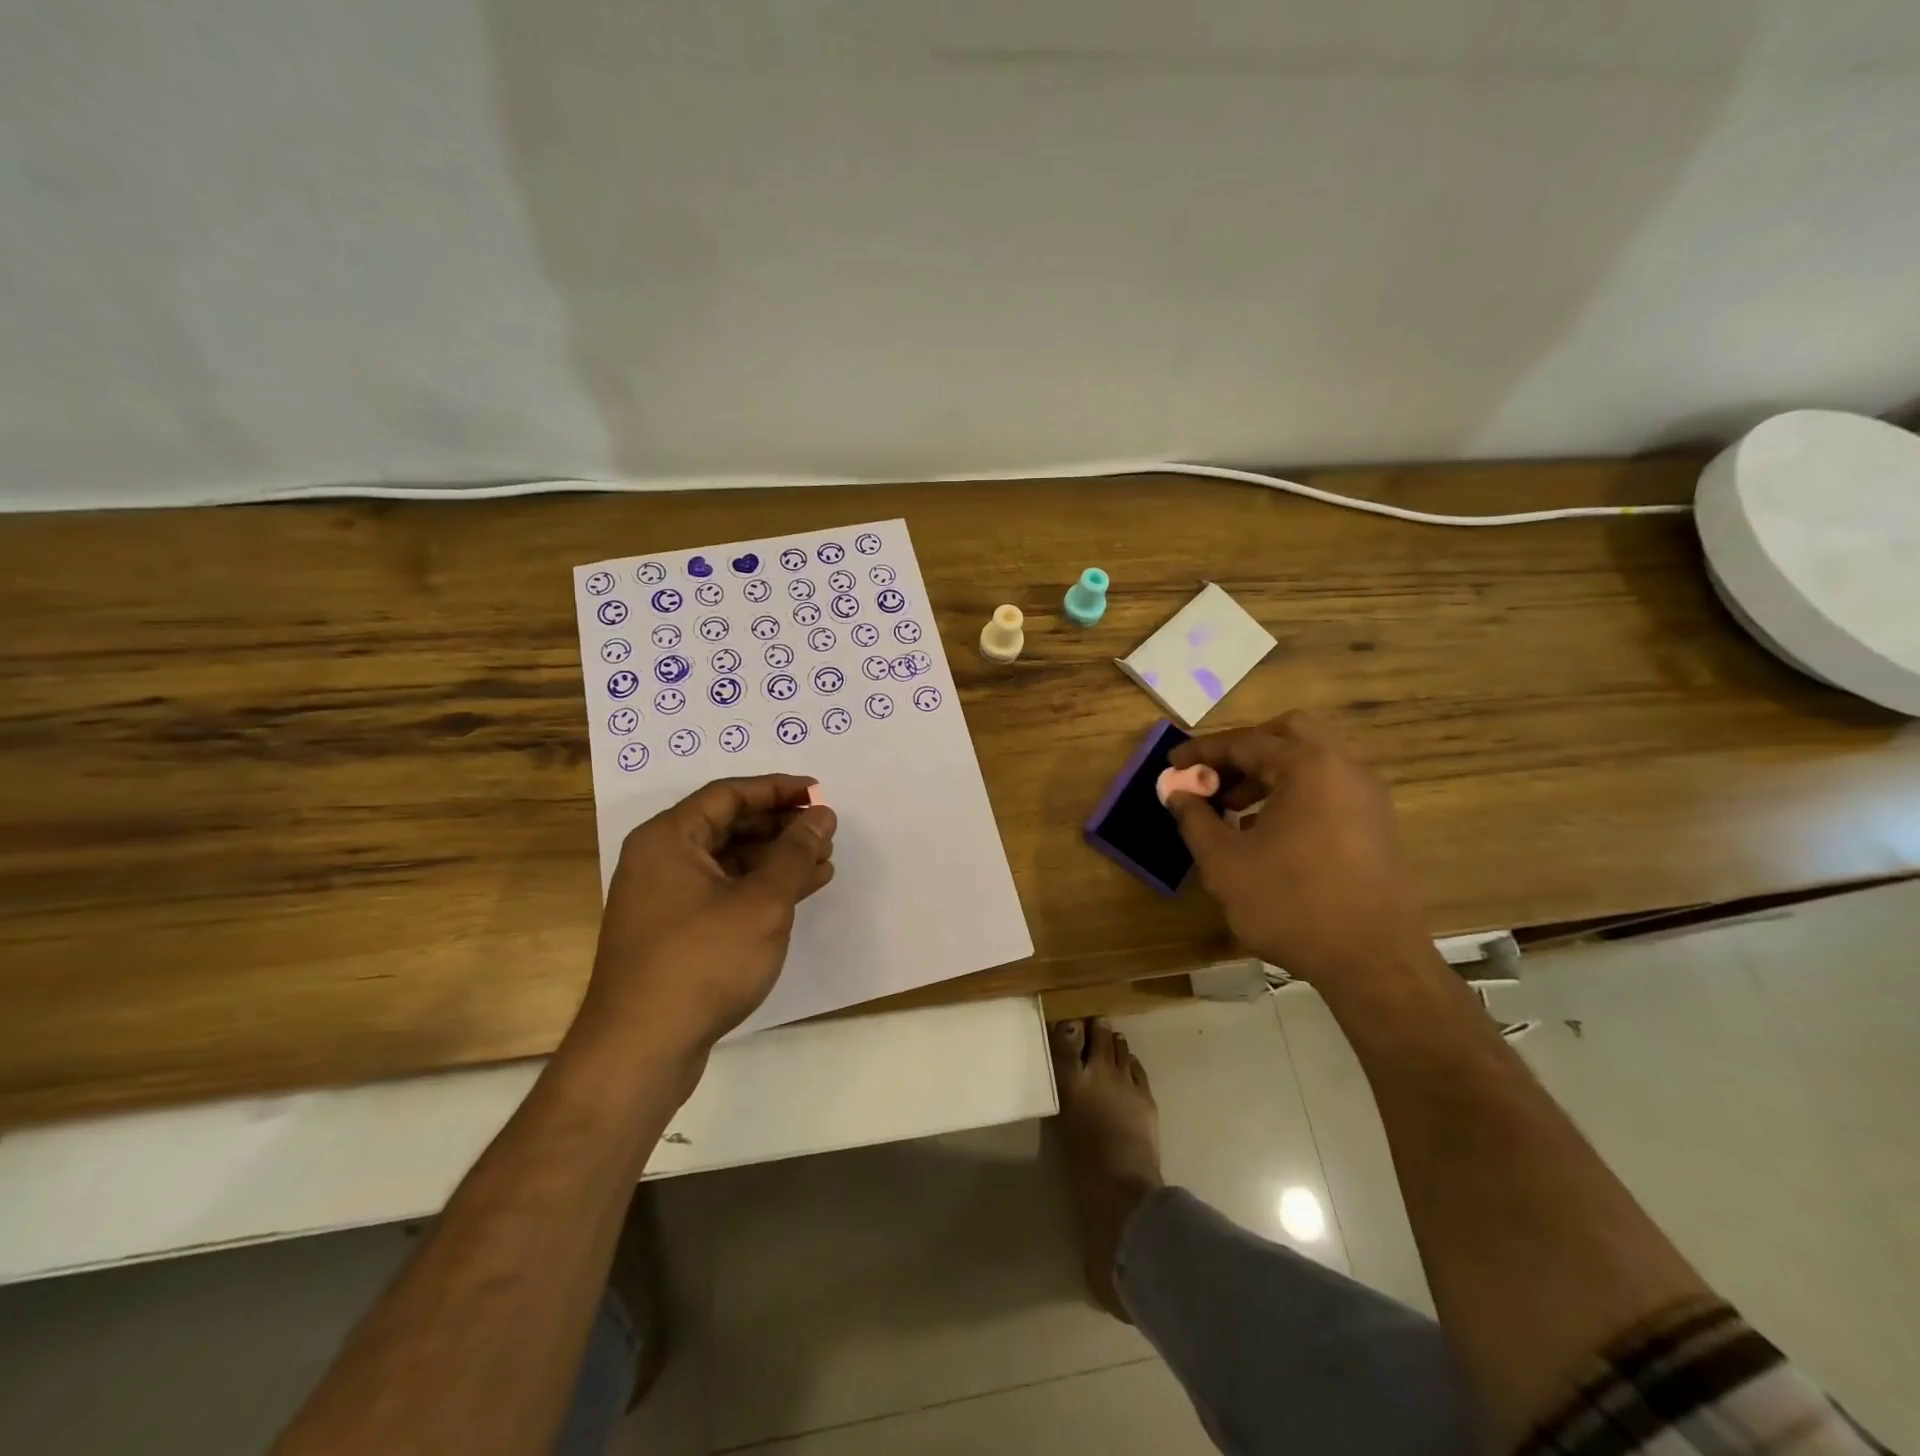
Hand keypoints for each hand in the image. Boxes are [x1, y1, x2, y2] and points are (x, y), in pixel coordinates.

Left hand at [577, 774, 836, 1063]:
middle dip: (780, 826)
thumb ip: (795, 853)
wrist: (641, 1050)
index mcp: (669, 839)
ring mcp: (665, 898)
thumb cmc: (702, 962)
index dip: (777, 789)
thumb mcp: (762, 902)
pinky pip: (724, 891)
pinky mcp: (675, 932)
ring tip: (823, 862)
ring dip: (776, 858)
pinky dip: (760, 888)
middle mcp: (660, 860)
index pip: (729, 794)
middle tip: (824, 832)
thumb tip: (821, 815)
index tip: (819, 793)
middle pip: (728, 825)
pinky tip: (799, 893)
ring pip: (729, 861)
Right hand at [1163, 711, 1429, 983]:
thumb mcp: (1224, 861)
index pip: (1246, 742)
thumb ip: (1194, 818)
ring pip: (1310, 761)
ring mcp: (1367, 797)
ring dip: (1267, 774)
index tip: (1172, 765)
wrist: (1373, 962)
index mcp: (1308, 767)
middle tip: (1212, 776)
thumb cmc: (1291, 904)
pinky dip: (1293, 793)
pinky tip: (1268, 833)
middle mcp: (1344, 769)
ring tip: (1233, 809)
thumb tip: (1176, 791)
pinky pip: (1327, 789)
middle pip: (1287, 734)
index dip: (1202, 752)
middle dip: (1243, 750)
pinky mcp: (1376, 825)